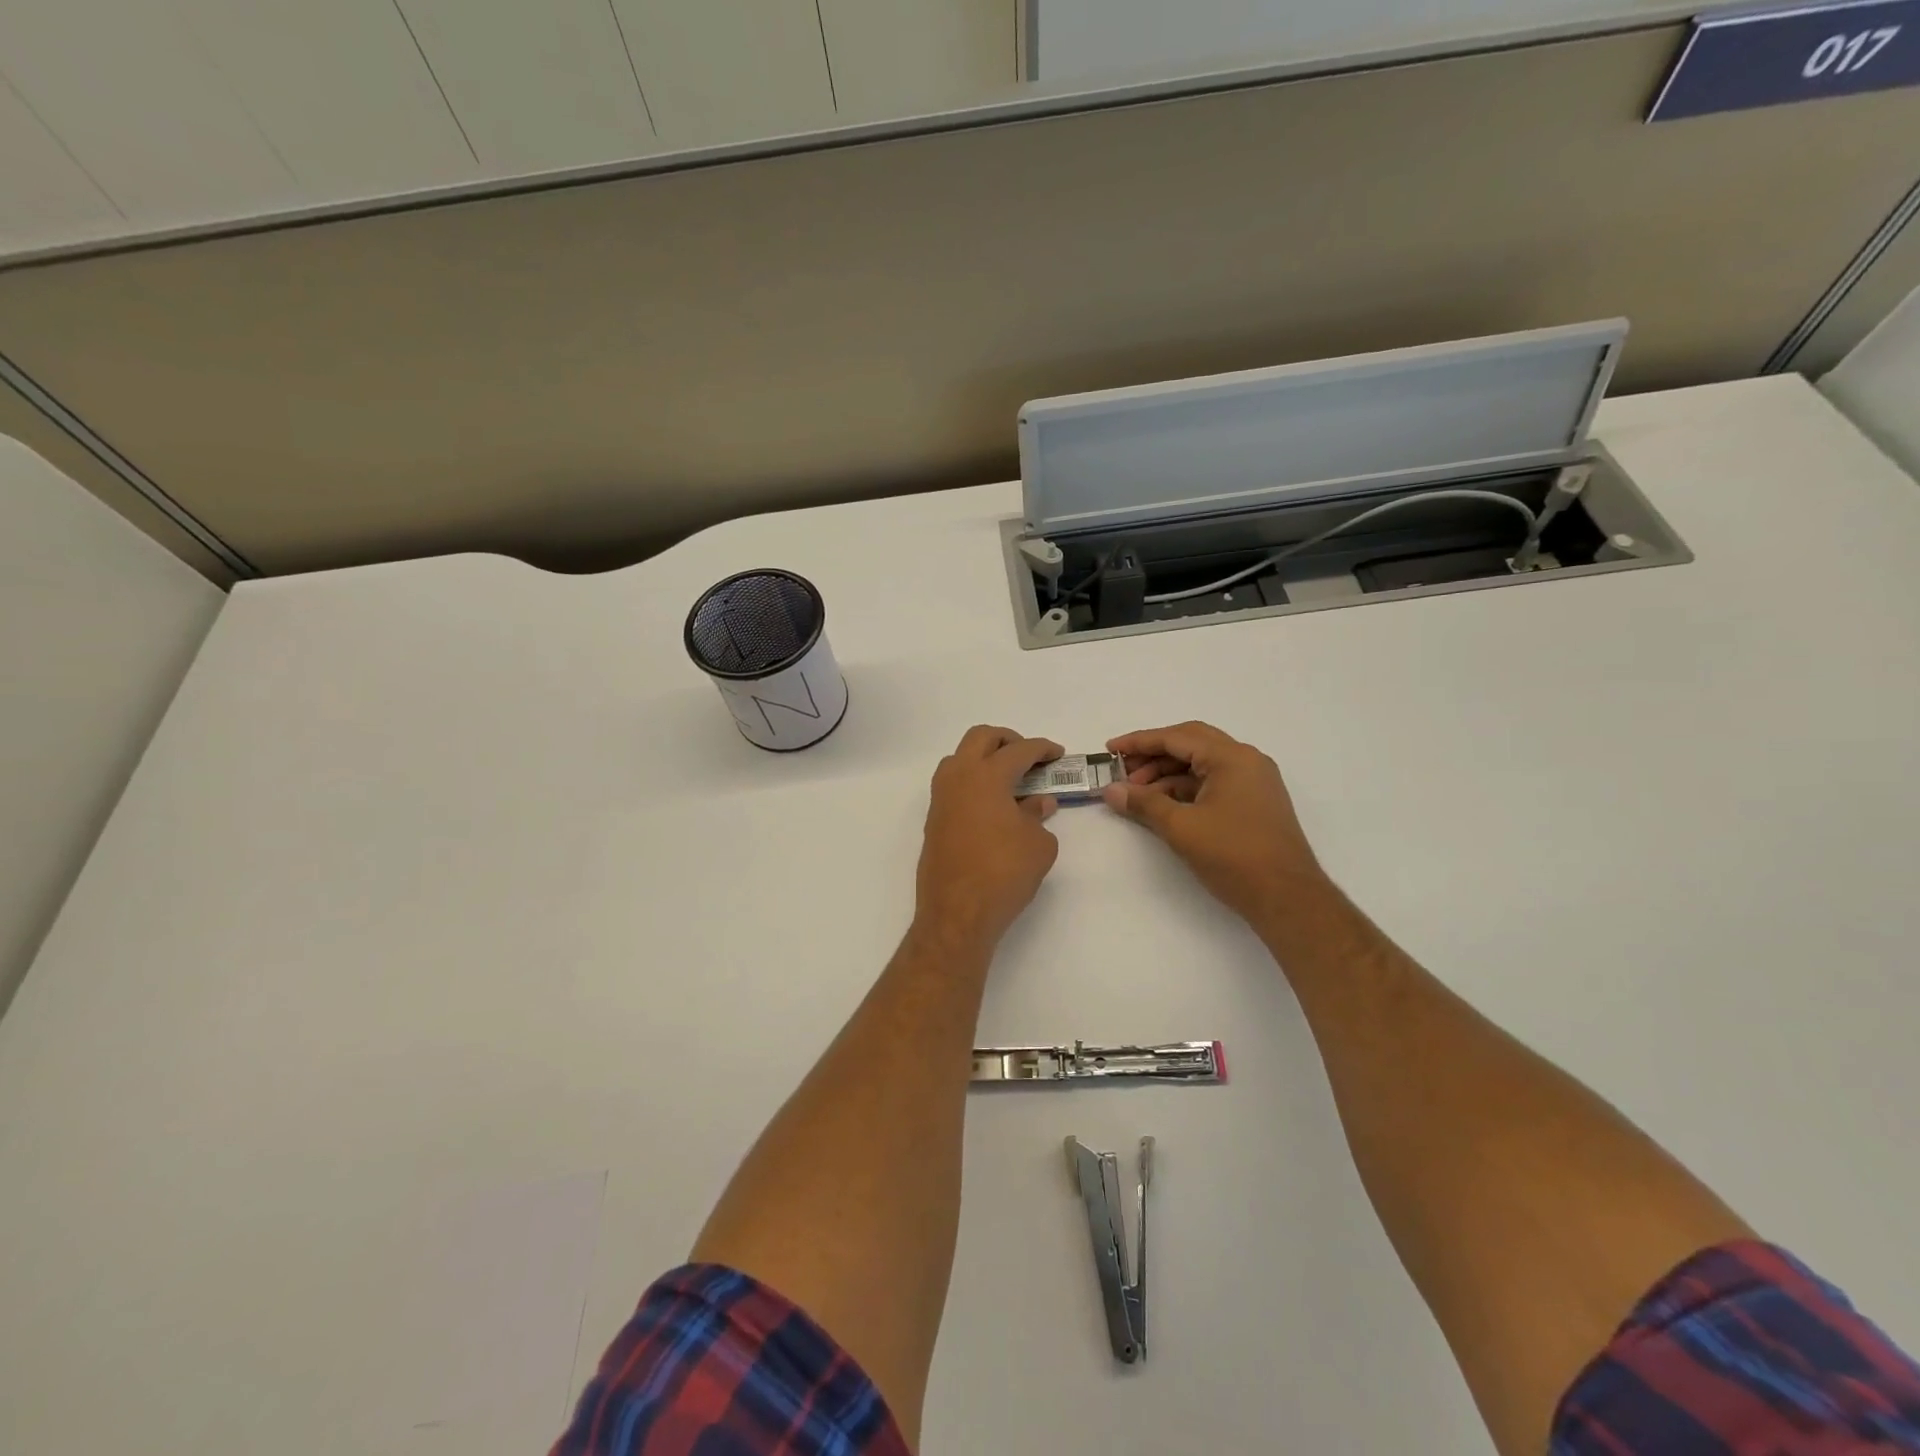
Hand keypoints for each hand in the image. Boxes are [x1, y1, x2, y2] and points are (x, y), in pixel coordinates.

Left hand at [914, 726, 1062, 946]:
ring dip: (984, 759)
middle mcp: (958, 778)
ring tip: (1008, 780)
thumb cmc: (1004, 873)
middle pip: (980, 738)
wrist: (957, 913)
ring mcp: (941, 798)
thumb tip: (1037, 803)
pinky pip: (953, 785)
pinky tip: (993, 806)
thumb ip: (1038, 816)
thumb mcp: (1038, 844)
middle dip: (1007, 740)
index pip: (1018, 750)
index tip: (1056, 754)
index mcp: (987, 776)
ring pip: (960, 758)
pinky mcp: (933, 820)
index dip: (1042, 749)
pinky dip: (973, 783)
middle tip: (1028, 758)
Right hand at [1102, 721, 1324, 926]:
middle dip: (1153, 755)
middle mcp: (1246, 761)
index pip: (1177, 737)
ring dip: (1167, 774)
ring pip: (1201, 764)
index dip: (1139, 742)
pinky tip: (1162, 805)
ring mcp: (1253, 781)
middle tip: (1122, 770)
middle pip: (1190, 743)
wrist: (1287, 898)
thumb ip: (1143, 804)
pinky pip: (1212, 782)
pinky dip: (1185, 789)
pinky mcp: (1253, 802)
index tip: (1110, 749)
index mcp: (1232, 758)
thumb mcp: (1181, 828)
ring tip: (1136, 794)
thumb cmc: (1234, 856)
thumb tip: (1110, 791)